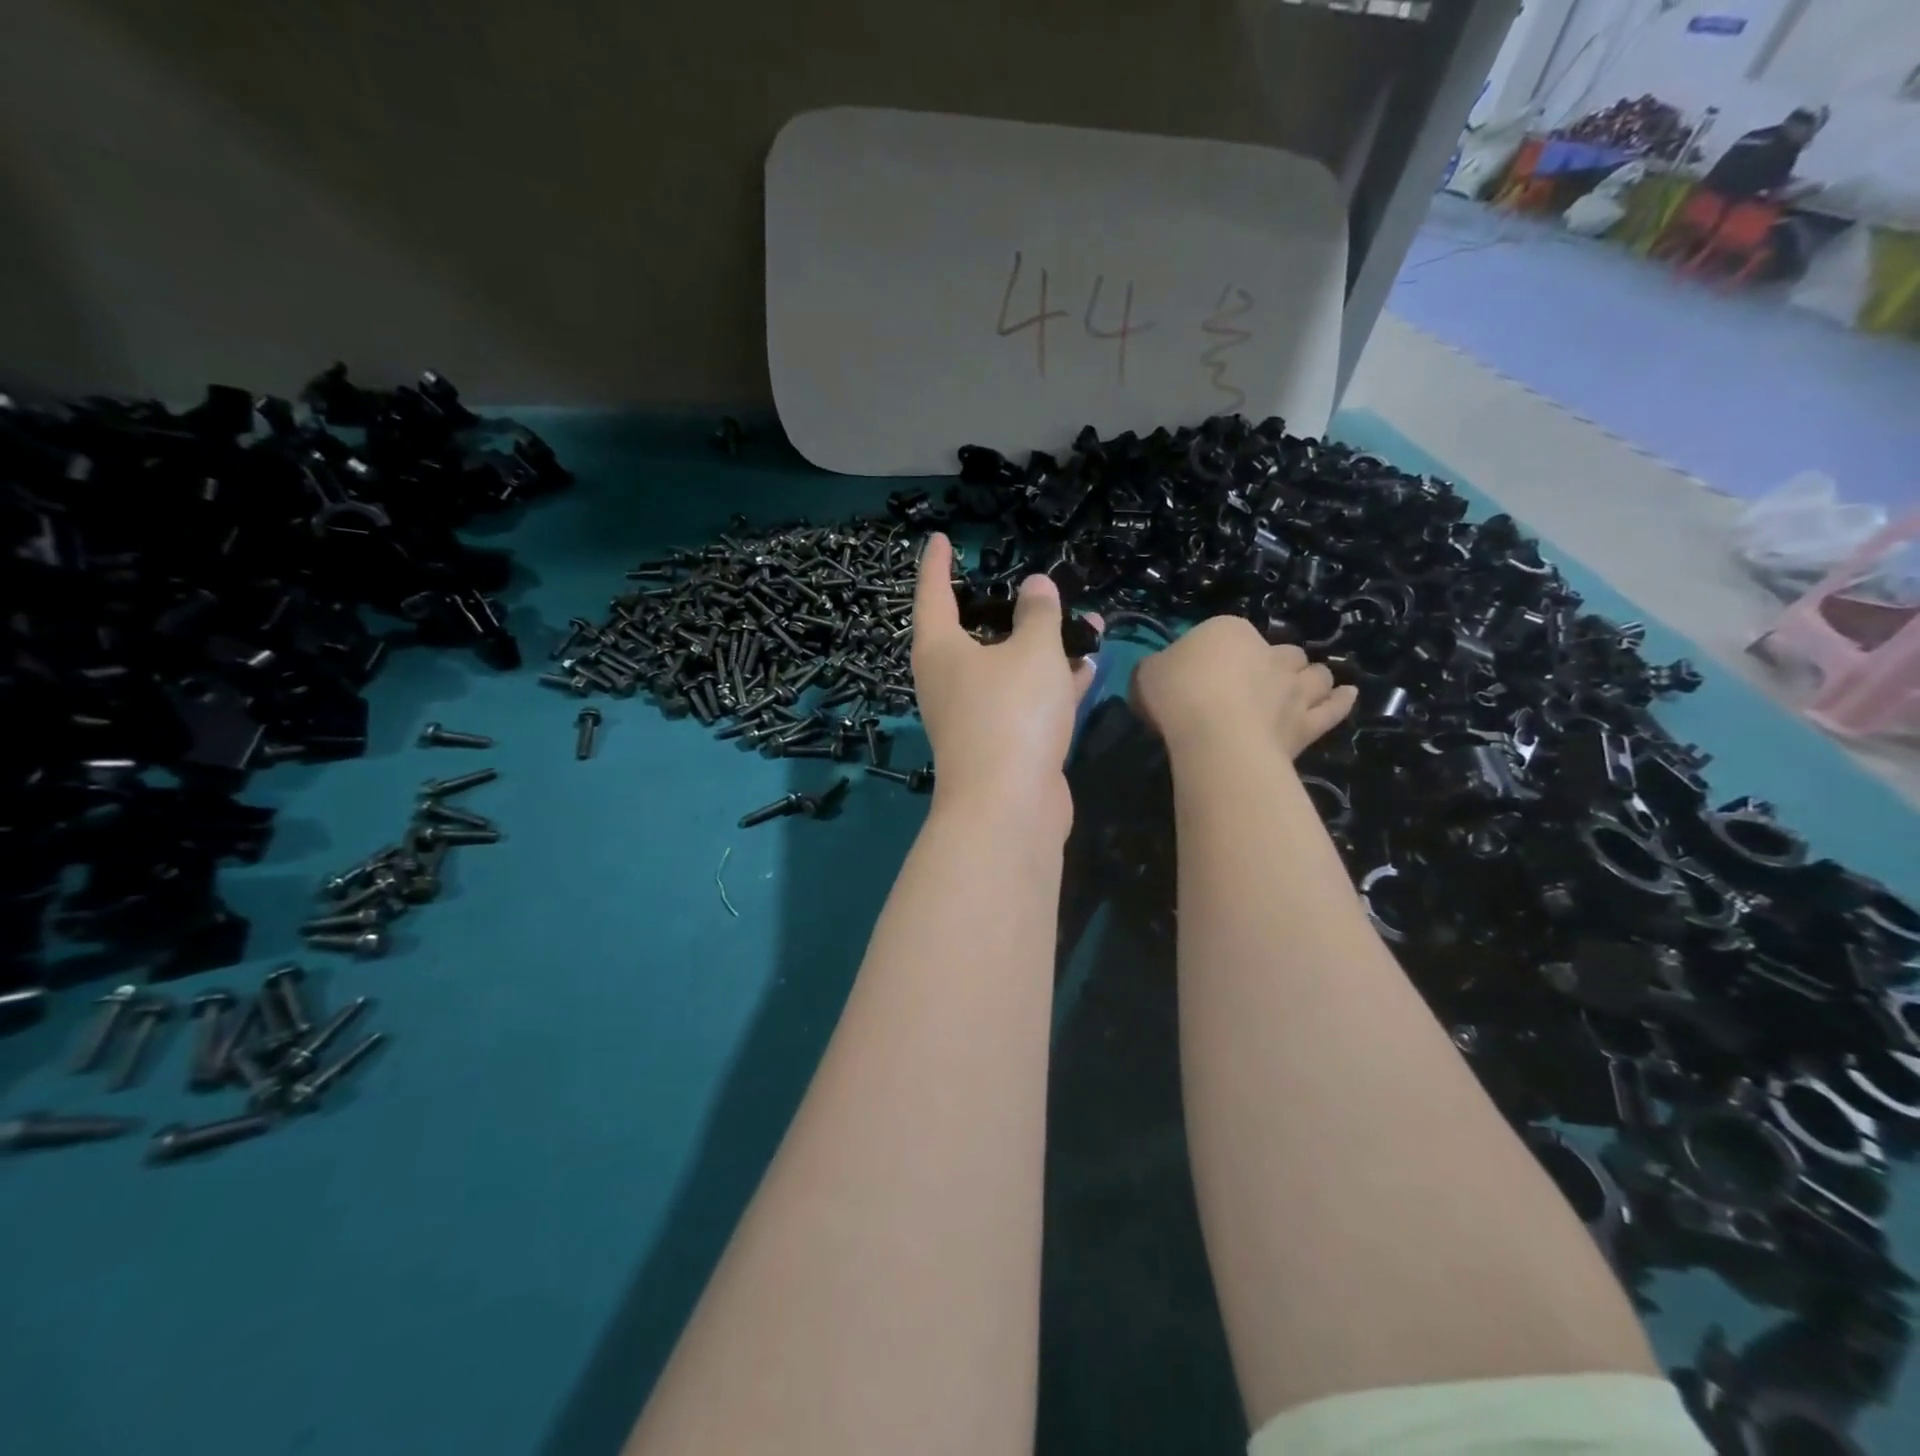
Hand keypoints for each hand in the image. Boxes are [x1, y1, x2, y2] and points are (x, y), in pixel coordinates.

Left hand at [911, 533, 1097, 830]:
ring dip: (1046, 647)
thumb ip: (1038, 614)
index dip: (937, 564)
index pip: (933, 593)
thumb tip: (1035, 586)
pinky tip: (1089, 668)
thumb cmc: (1012, 712)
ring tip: (1087, 623)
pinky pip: (1028, 701)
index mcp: (941, 649)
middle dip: (1010, 610)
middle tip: (1034, 588)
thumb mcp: (1032, 651)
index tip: (941, 539)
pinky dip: (1053, 684)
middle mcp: (950, 680)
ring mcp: (976, 715)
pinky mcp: (1003, 743)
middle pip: (975, 633)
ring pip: (1010, 668)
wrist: (1010, 806)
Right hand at [1132, 615, 1355, 759]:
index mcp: (1229, 632)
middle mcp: (1270, 654)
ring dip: (1310, 678)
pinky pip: (1333, 709)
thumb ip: (1158, 668)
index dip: (1219, 653)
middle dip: (1275, 663)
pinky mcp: (1308, 724)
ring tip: (1302, 687)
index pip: (1229, 635)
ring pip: (1315, 675)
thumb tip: (1162, 671)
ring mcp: (1294, 689)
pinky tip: (1347, 695)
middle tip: (1257, 682)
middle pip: (1282, 653)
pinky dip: (1340, 701)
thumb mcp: (1147, 674)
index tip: (1205, 673)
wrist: (1214, 734)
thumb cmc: (1177, 695)